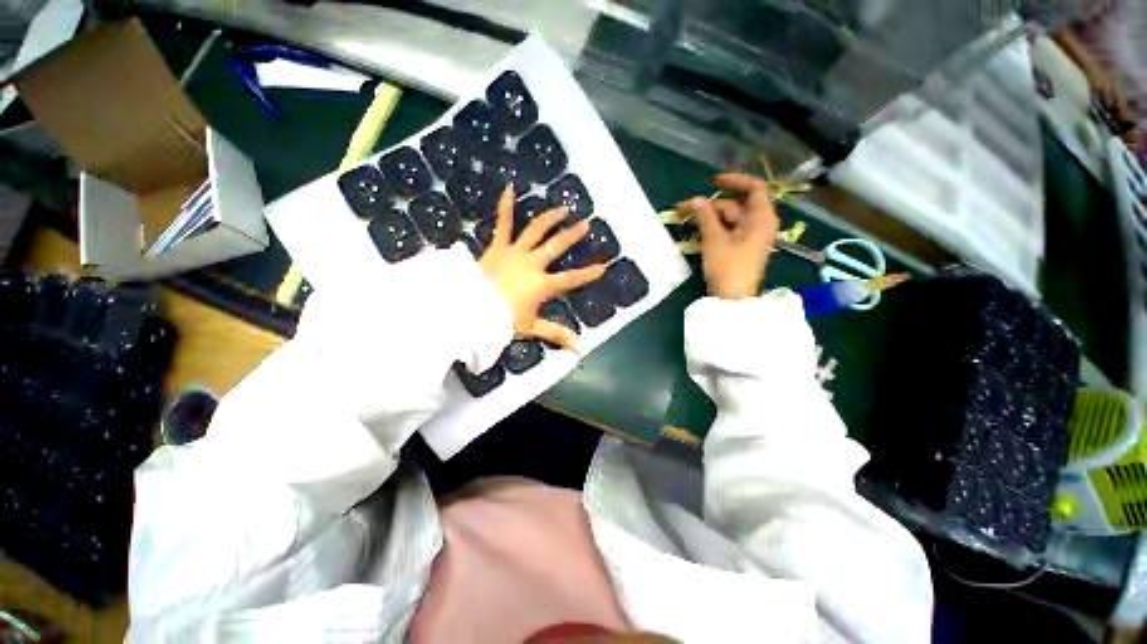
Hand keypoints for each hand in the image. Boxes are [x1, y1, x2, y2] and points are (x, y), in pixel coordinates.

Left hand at [480, 186, 605, 348]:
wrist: (469, 309)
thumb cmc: (501, 320)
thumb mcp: (531, 327)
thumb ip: (557, 334)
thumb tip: (580, 348)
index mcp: (542, 285)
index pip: (572, 279)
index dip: (589, 273)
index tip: (604, 266)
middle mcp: (532, 264)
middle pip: (556, 247)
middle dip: (573, 236)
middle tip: (586, 224)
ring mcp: (515, 253)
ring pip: (536, 231)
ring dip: (551, 218)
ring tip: (563, 208)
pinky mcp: (497, 247)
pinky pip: (502, 224)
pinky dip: (506, 206)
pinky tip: (510, 188)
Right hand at [680, 173, 779, 299]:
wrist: (733, 299)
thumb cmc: (728, 267)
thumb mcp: (714, 240)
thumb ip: (705, 216)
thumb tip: (695, 200)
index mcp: (761, 218)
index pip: (754, 188)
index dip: (734, 180)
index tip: (712, 181)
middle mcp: (759, 224)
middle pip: (735, 205)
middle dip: (709, 205)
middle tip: (683, 208)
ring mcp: (750, 237)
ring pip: (728, 219)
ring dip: (707, 217)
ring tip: (684, 219)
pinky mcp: (741, 248)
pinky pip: (727, 230)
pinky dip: (713, 228)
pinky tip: (696, 230)